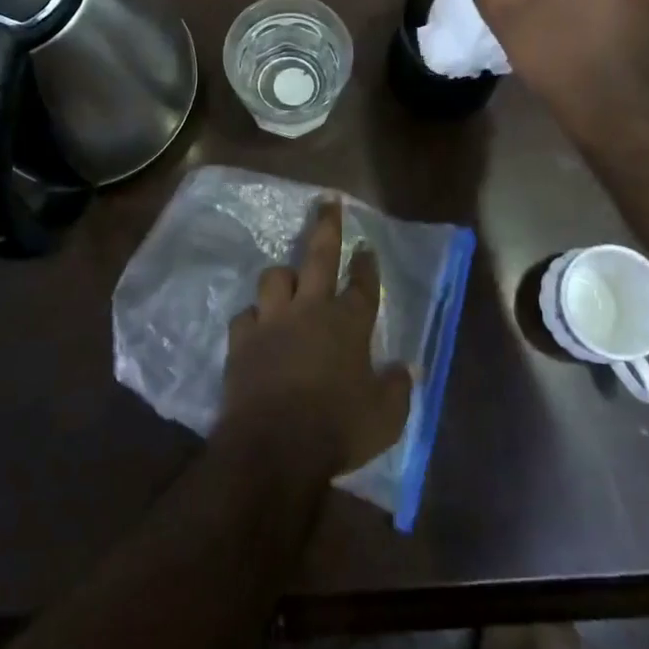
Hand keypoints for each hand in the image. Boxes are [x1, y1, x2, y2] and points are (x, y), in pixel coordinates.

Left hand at [221, 199, 412, 479]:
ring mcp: (273, 321)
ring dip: (283, 277)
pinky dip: (253, 319)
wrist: (274, 445)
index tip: (365, 247)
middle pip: (319, 256)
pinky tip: (256, 326)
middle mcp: (311, 310)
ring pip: (275, 278)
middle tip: (328, 203)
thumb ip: (397, 388)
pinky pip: (245, 316)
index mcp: (348, 323)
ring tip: (287, 280)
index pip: (361, 283)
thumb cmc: (338, 429)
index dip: (365, 263)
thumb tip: (405, 370)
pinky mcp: (242, 340)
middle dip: (326, 226)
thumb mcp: (386, 417)